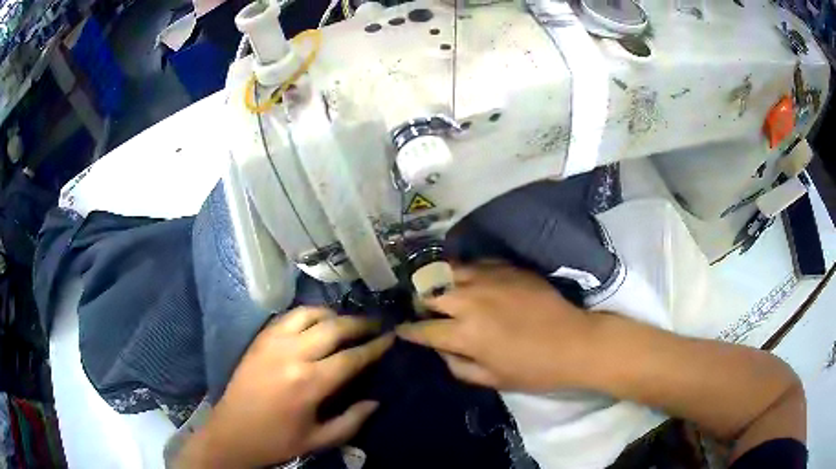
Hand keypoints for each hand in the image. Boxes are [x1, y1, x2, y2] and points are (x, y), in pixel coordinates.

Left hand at [178, 307, 393, 467]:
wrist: (232, 433)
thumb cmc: (277, 440)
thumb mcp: (319, 440)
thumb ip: (352, 421)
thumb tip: (376, 401)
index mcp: (310, 383)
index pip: (352, 357)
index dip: (375, 346)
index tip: (391, 337)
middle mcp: (293, 355)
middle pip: (334, 327)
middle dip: (360, 323)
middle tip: (376, 324)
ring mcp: (273, 342)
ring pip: (310, 314)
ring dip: (333, 314)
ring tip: (345, 322)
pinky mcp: (260, 339)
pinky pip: (288, 317)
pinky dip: (307, 314)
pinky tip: (315, 323)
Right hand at [397, 263, 592, 391]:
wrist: (574, 342)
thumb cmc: (533, 369)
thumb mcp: (491, 379)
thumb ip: (457, 365)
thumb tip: (441, 349)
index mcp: (465, 333)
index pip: (423, 328)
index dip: (408, 330)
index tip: (401, 329)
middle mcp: (471, 300)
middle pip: (429, 292)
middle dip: (419, 302)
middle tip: (422, 309)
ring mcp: (490, 279)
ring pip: (449, 271)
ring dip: (439, 282)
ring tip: (439, 289)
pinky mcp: (508, 268)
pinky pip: (476, 263)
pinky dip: (465, 272)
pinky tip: (469, 279)